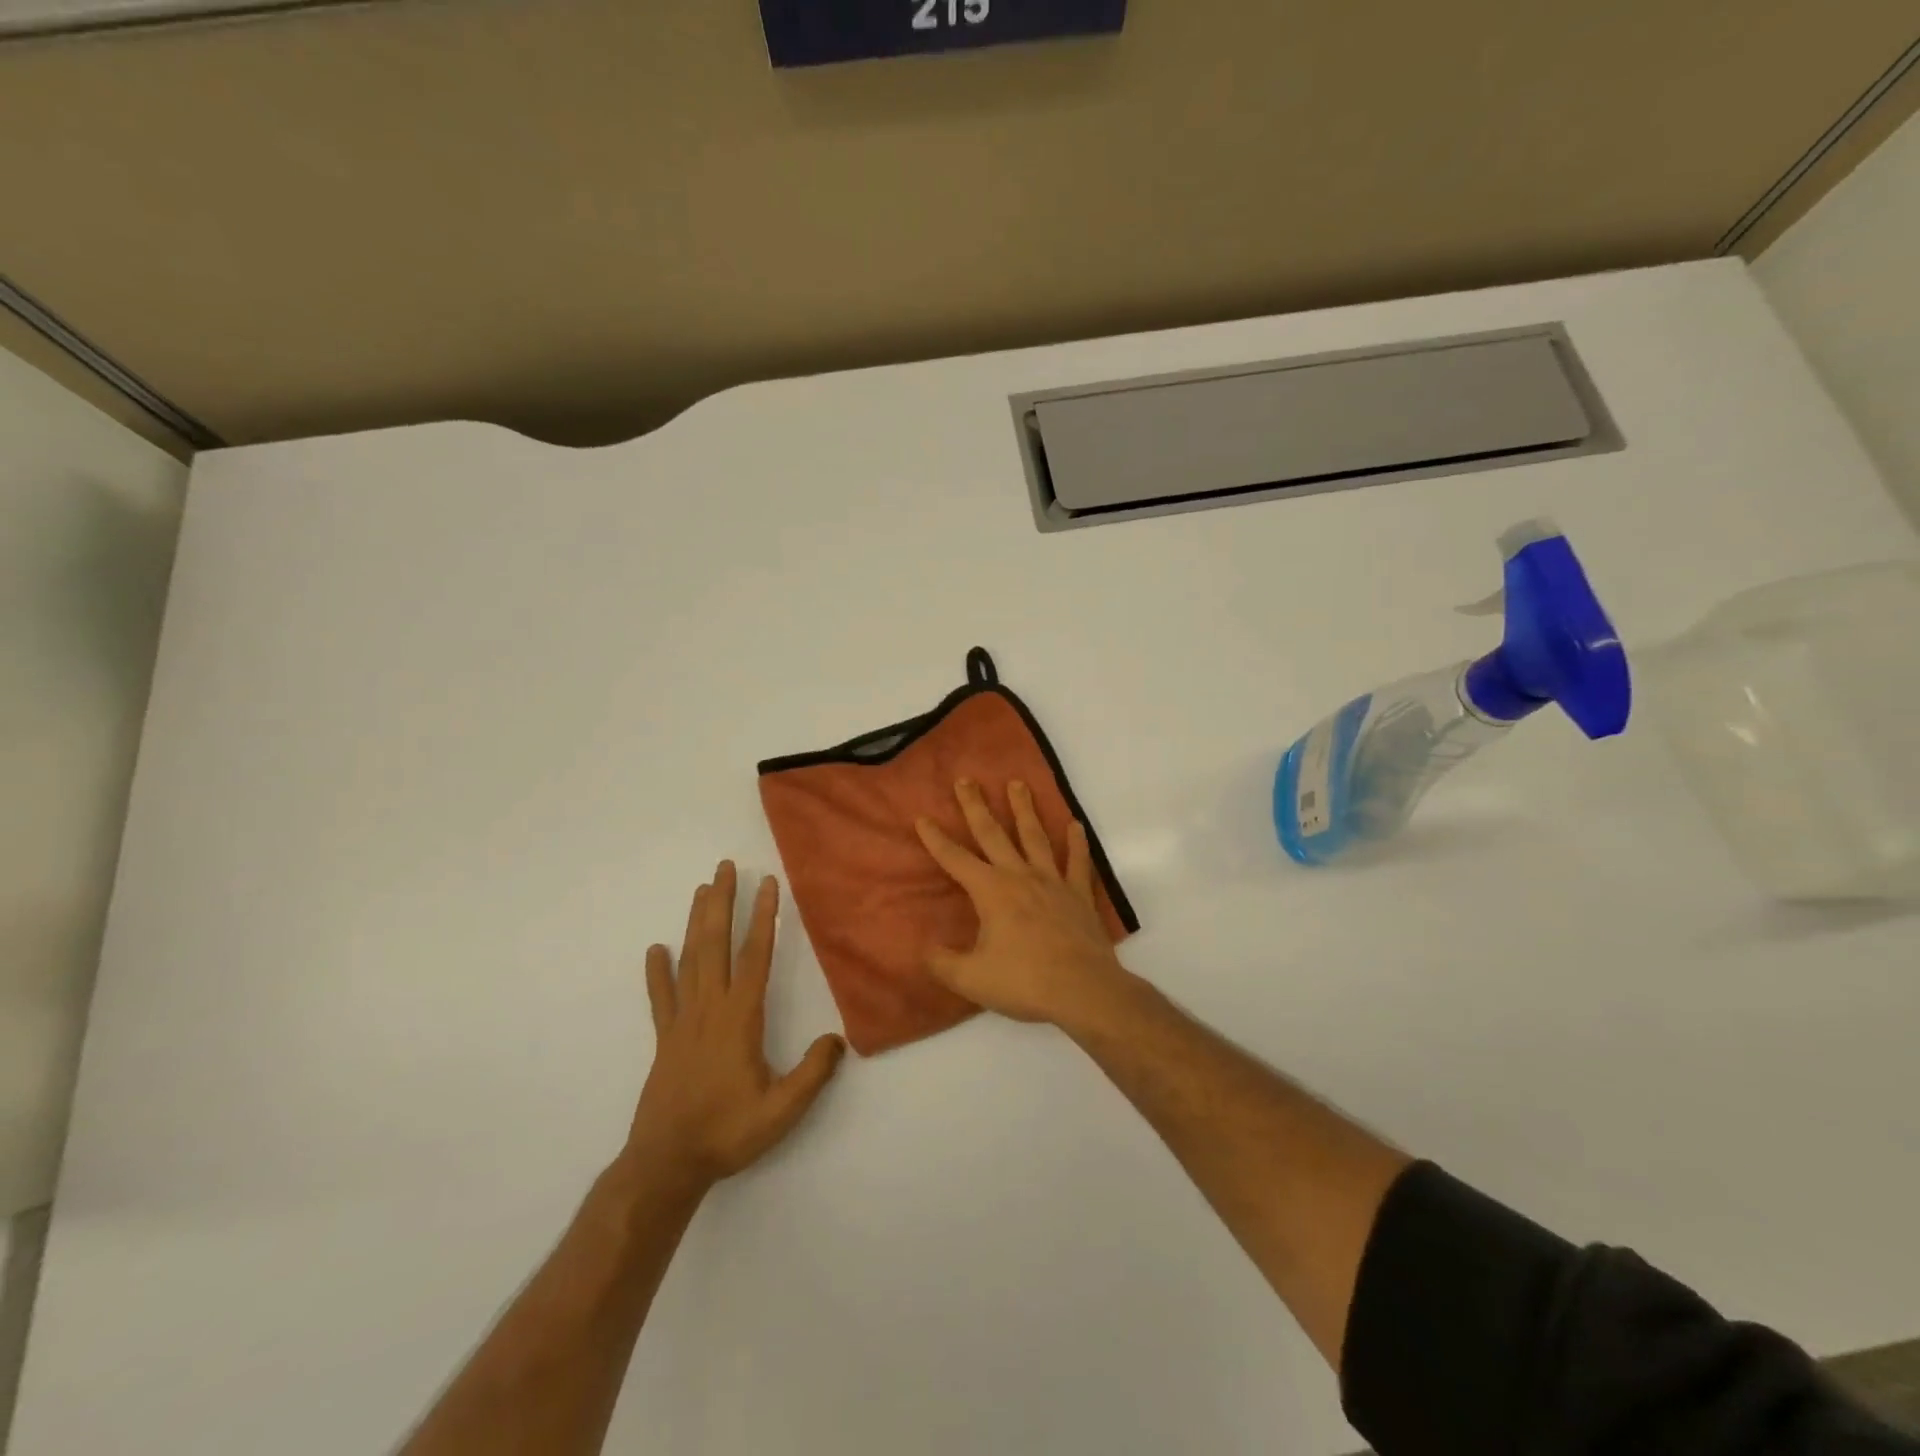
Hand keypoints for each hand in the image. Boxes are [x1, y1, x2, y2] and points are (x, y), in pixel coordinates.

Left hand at [626, 862, 845, 1187]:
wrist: (666, 1164)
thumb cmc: (727, 1133)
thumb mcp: (781, 1110)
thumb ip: (812, 1073)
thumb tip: (838, 1039)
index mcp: (739, 1018)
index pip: (754, 957)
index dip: (763, 918)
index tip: (767, 884)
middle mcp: (709, 1009)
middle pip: (716, 945)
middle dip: (722, 903)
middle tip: (724, 867)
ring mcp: (682, 1022)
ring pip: (689, 961)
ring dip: (695, 922)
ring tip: (701, 889)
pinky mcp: (664, 1039)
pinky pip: (660, 998)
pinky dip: (657, 972)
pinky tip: (655, 950)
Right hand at [915, 779, 1129, 1028]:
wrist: (1084, 989)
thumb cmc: (1024, 981)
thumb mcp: (971, 979)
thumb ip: (942, 963)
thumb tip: (925, 950)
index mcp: (991, 891)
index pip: (955, 859)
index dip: (936, 839)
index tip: (923, 818)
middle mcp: (1020, 876)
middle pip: (993, 834)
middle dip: (976, 807)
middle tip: (966, 780)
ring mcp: (1053, 882)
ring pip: (1035, 837)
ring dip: (1024, 809)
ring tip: (1017, 784)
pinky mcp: (1078, 895)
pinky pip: (1077, 862)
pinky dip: (1076, 843)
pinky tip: (1075, 825)